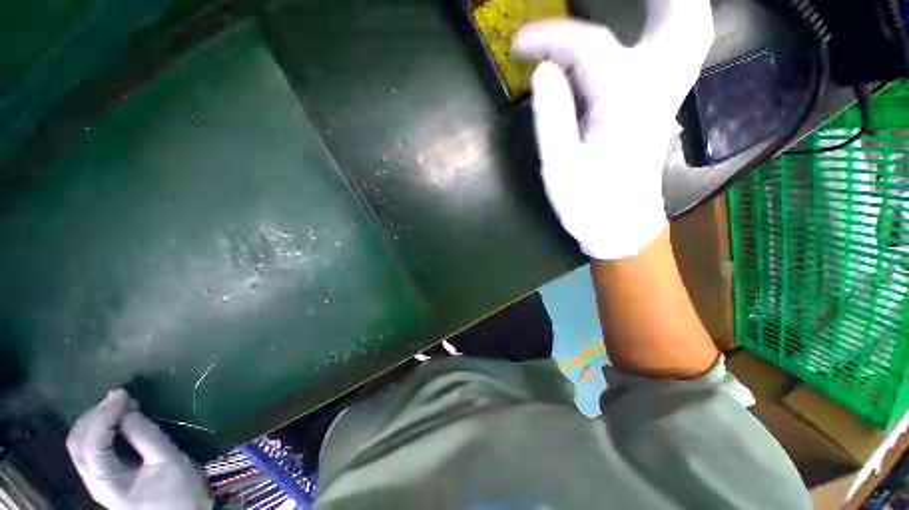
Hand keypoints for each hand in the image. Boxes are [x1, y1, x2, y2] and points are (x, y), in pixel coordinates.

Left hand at [66, 389, 211, 509]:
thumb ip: (146, 435)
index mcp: (108, 483)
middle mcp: (93, 482)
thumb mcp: (169, 461)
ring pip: (79, 444)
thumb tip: (129, 408)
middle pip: (77, 443)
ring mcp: (95, 481)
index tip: (123, 394)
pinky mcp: (103, 477)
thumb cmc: (180, 491)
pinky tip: (115, 420)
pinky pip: (90, 447)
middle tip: (119, 398)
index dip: (103, 416)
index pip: (92, 445)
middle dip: (94, 415)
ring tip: (118, 405)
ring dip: (94, 420)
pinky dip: (98, 428)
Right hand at [512, 0, 713, 259]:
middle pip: (680, 15)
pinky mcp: (663, 102)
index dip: (549, 37)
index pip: (588, 47)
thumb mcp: (560, 168)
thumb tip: (541, 72)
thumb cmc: (588, 204)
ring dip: (667, 4)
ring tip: (635, 4)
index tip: (518, 45)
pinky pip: (676, 47)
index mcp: (624, 103)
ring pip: (690, 27)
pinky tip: (640, 24)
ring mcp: (667, 93)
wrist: (621, 226)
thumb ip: (552, 118)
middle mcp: (656, 87)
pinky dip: (664, 23)